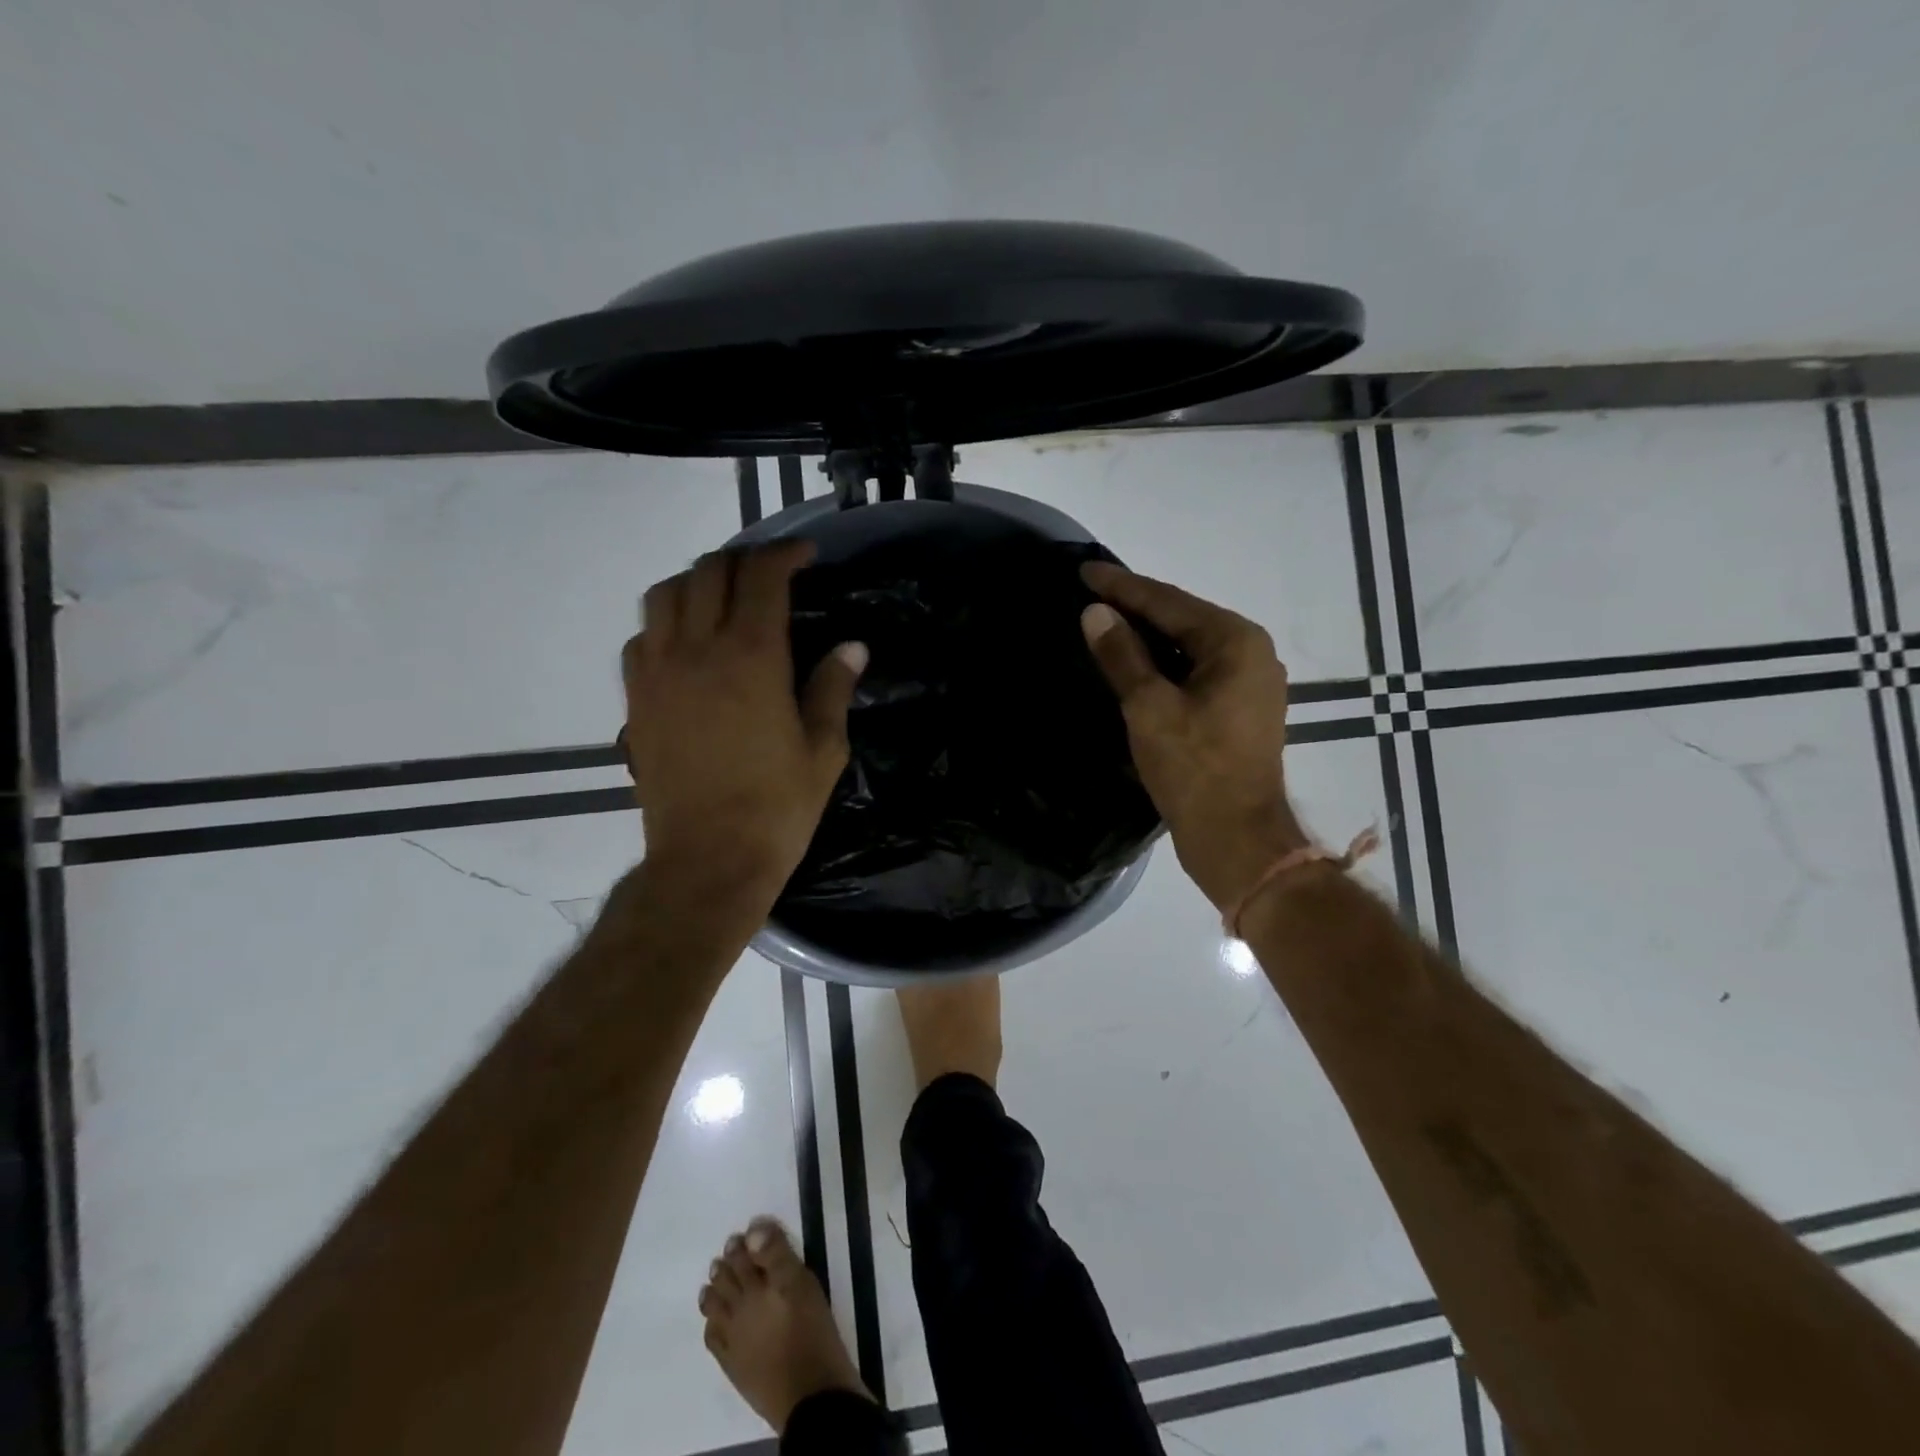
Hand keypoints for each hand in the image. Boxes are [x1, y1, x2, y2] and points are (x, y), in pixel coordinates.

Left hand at [622, 543, 865, 897]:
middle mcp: (698, 650)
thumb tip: (853, 647)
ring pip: (664, 594)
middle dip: (743, 559)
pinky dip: (665, 623)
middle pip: (709, 571)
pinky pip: (641, 637)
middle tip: (770, 573)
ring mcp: (658, 672)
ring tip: (723, 597)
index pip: (762, 577)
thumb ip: (832, 688)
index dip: (785, 554)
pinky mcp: (636, 699)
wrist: (707, 860)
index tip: (805, 554)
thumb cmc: (777, 808)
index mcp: (752, 658)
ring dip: (697, 581)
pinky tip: (687, 644)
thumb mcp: (823, 750)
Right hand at [1079, 562, 1308, 912]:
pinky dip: (1164, 664)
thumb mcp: (1149, 708)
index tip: (1084, 570)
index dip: (1122, 586)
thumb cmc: (1194, 769)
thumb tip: (1095, 613)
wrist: (1238, 839)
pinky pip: (1196, 670)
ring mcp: (1250, 682)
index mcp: (1235, 641)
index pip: (1168, 601)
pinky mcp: (1240, 709)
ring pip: (1189, 645)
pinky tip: (1135, 664)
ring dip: (1148, 636)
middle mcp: (1251, 651)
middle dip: (1136, 606)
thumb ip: (1122, 655)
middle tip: (1091, 592)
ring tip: (1106, 621)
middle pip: (1183, 618)